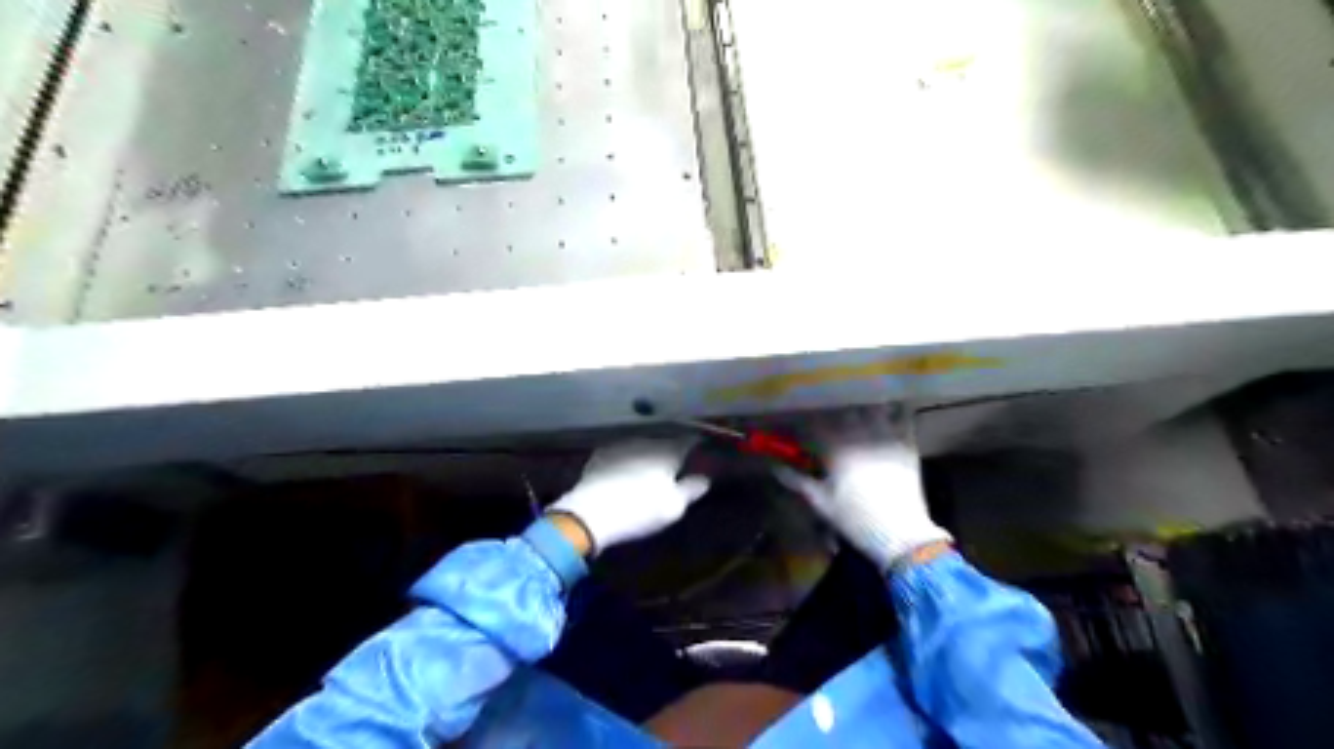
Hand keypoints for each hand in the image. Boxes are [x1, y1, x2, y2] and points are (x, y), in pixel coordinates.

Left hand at [550, 440, 706, 554]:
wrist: (590, 513)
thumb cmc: (639, 510)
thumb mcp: (674, 507)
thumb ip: (692, 489)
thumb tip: (705, 477)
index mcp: (668, 450)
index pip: (688, 439)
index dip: (696, 441)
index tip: (701, 445)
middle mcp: (646, 440)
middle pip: (665, 437)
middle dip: (672, 443)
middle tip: (677, 456)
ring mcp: (621, 443)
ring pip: (642, 441)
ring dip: (648, 448)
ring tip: (651, 461)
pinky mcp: (600, 452)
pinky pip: (622, 449)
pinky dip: (628, 455)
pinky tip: (626, 466)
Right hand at [779, 407, 952, 569]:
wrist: (900, 533)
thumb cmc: (853, 519)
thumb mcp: (820, 502)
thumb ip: (796, 480)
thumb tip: (775, 467)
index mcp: (834, 448)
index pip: (814, 425)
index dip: (805, 424)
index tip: (800, 428)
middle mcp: (858, 435)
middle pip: (842, 411)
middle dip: (833, 413)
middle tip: (828, 419)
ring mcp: (885, 437)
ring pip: (871, 409)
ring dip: (862, 407)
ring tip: (857, 409)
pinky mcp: (906, 444)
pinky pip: (902, 418)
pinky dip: (894, 412)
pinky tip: (891, 409)